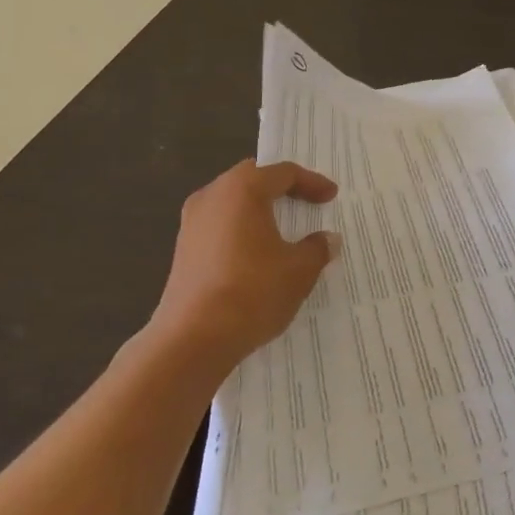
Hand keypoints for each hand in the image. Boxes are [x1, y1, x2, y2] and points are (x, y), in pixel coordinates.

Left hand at [147, 159, 339, 373]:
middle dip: (281, 188)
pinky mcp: (182, 249)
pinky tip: (255, 254)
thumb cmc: (252, 292)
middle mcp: (213, 195)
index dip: (312, 182)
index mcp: (243, 189)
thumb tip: (328, 239)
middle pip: (253, 179)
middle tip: (305, 200)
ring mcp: (192, 222)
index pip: (284, 173)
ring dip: (258, 209)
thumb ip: (317, 248)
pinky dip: (241, 229)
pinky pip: (219, 225)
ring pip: (232, 201)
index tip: (331, 196)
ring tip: (282, 228)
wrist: (191, 340)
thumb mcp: (298, 271)